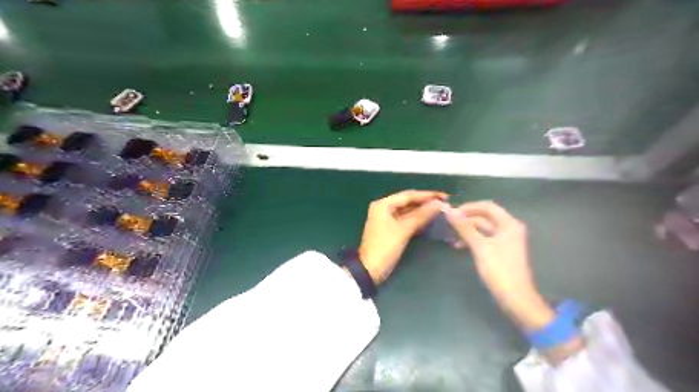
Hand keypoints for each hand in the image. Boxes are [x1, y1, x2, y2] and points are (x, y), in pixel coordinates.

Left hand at [361, 190, 447, 284]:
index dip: (427, 195)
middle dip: (425, 202)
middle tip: (444, 203)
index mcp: (383, 204)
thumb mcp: (404, 230)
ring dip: (422, 211)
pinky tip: (429, 220)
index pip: (408, 195)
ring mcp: (386, 219)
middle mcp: (383, 208)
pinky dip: (416, 219)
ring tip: (440, 210)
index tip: (444, 196)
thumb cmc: (385, 247)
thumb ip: (421, 215)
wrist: (369, 270)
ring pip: (407, 211)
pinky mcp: (389, 230)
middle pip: (407, 202)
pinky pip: (405, 220)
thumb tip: (438, 204)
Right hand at [444, 200, 555, 331]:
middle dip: (466, 220)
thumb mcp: (480, 246)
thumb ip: (464, 227)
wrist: (515, 298)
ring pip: (483, 229)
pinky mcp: (500, 251)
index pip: (487, 206)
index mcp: (508, 224)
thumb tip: (449, 211)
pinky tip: (459, 246)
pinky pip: (484, 239)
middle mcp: (508, 229)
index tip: (451, 212)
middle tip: (448, 224)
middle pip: (484, 217)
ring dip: (467, 231)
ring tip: (450, 236)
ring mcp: (505, 240)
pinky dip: (472, 240)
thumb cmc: (499, 270)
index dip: (469, 207)